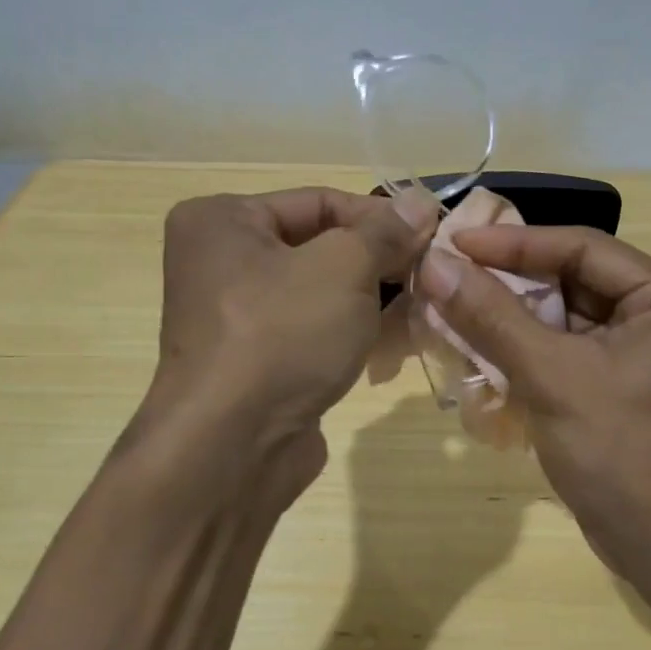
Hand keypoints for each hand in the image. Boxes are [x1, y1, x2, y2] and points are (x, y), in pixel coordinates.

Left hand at [130, 187, 436, 511]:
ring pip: (320, 290)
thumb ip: (385, 232)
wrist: (232, 448)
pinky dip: (348, 330)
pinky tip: (391, 342)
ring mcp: (234, 315)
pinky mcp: (253, 359)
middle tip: (428, 274)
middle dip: (377, 261)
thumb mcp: (344, 268)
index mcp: (222, 220)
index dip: (380, 217)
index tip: (430, 236)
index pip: (320, 201)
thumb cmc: (282, 335)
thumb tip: (421, 203)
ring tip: (419, 308)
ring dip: (370, 298)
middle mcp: (219, 261)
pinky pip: (310, 328)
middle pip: (319, 245)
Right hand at [416, 225, 650, 593]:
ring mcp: (650, 345)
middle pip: (575, 277)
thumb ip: (492, 316)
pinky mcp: (628, 377)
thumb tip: (433, 263)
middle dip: (511, 280)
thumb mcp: (552, 377)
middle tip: (448, 273)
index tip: (453, 240)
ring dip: (513, 314)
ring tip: (453, 303)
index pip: (583, 248)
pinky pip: (570, 344)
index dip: (513, 243)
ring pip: (567, 312)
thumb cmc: (621, 453)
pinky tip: (482, 343)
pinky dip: (529, 345)